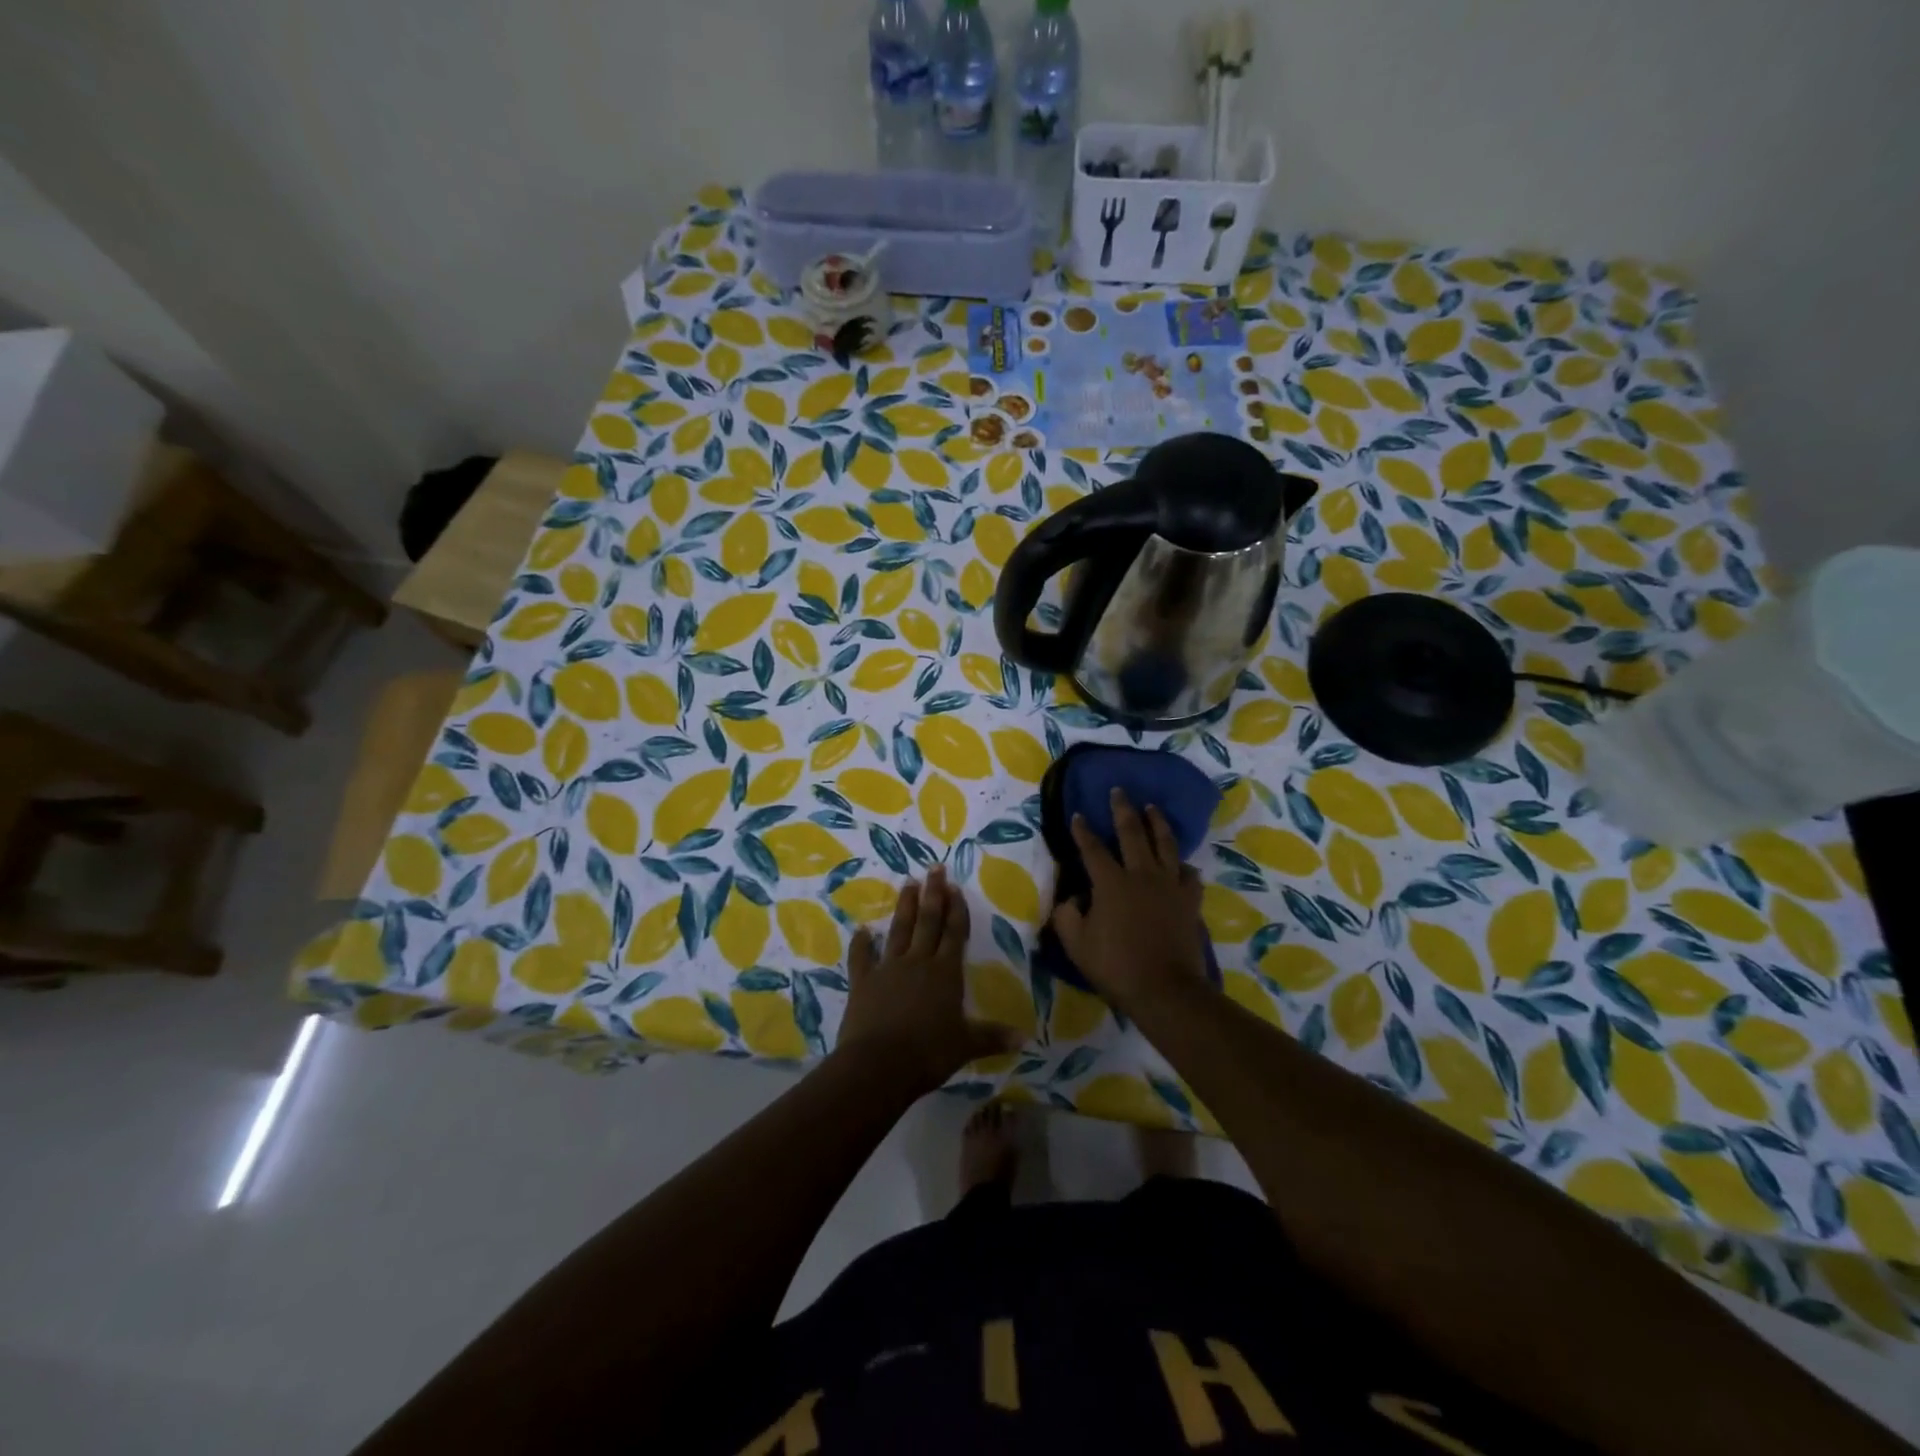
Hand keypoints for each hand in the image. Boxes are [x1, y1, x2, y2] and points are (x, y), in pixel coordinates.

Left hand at [837, 866, 1020, 1093]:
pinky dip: (861, 943)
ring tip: (908, 883)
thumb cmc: (929, 1053)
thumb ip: (993, 1037)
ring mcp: (888, 968)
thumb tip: (1025, 1039)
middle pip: (928, 922)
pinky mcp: (863, 981)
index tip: (955, 887)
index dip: (956, 910)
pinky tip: (862, 929)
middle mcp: (918, 962)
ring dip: (905, 907)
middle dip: (933, 894)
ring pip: (899, 930)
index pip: (954, 934)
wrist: (879, 1064)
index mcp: (946, 973)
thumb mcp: (966, 1046)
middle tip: (934, 868)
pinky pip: (862, 957)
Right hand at [1051, 787, 1209, 1015]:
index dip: (1083, 830)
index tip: (1078, 814)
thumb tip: (1071, 898)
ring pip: (1165, 844)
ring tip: (1152, 808)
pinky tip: (1181, 864)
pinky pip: (1189, 874)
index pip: (1092, 848)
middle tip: (1119, 791)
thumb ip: (1067, 916)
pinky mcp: (1189, 901)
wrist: (1165, 990)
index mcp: (1110, 883)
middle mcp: (1141, 874)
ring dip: (1157, 823)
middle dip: (1123, 809)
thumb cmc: (1116, 967)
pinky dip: (1183, 865)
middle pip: (1132, 833)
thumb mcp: (1076, 945)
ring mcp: (1170, 885)